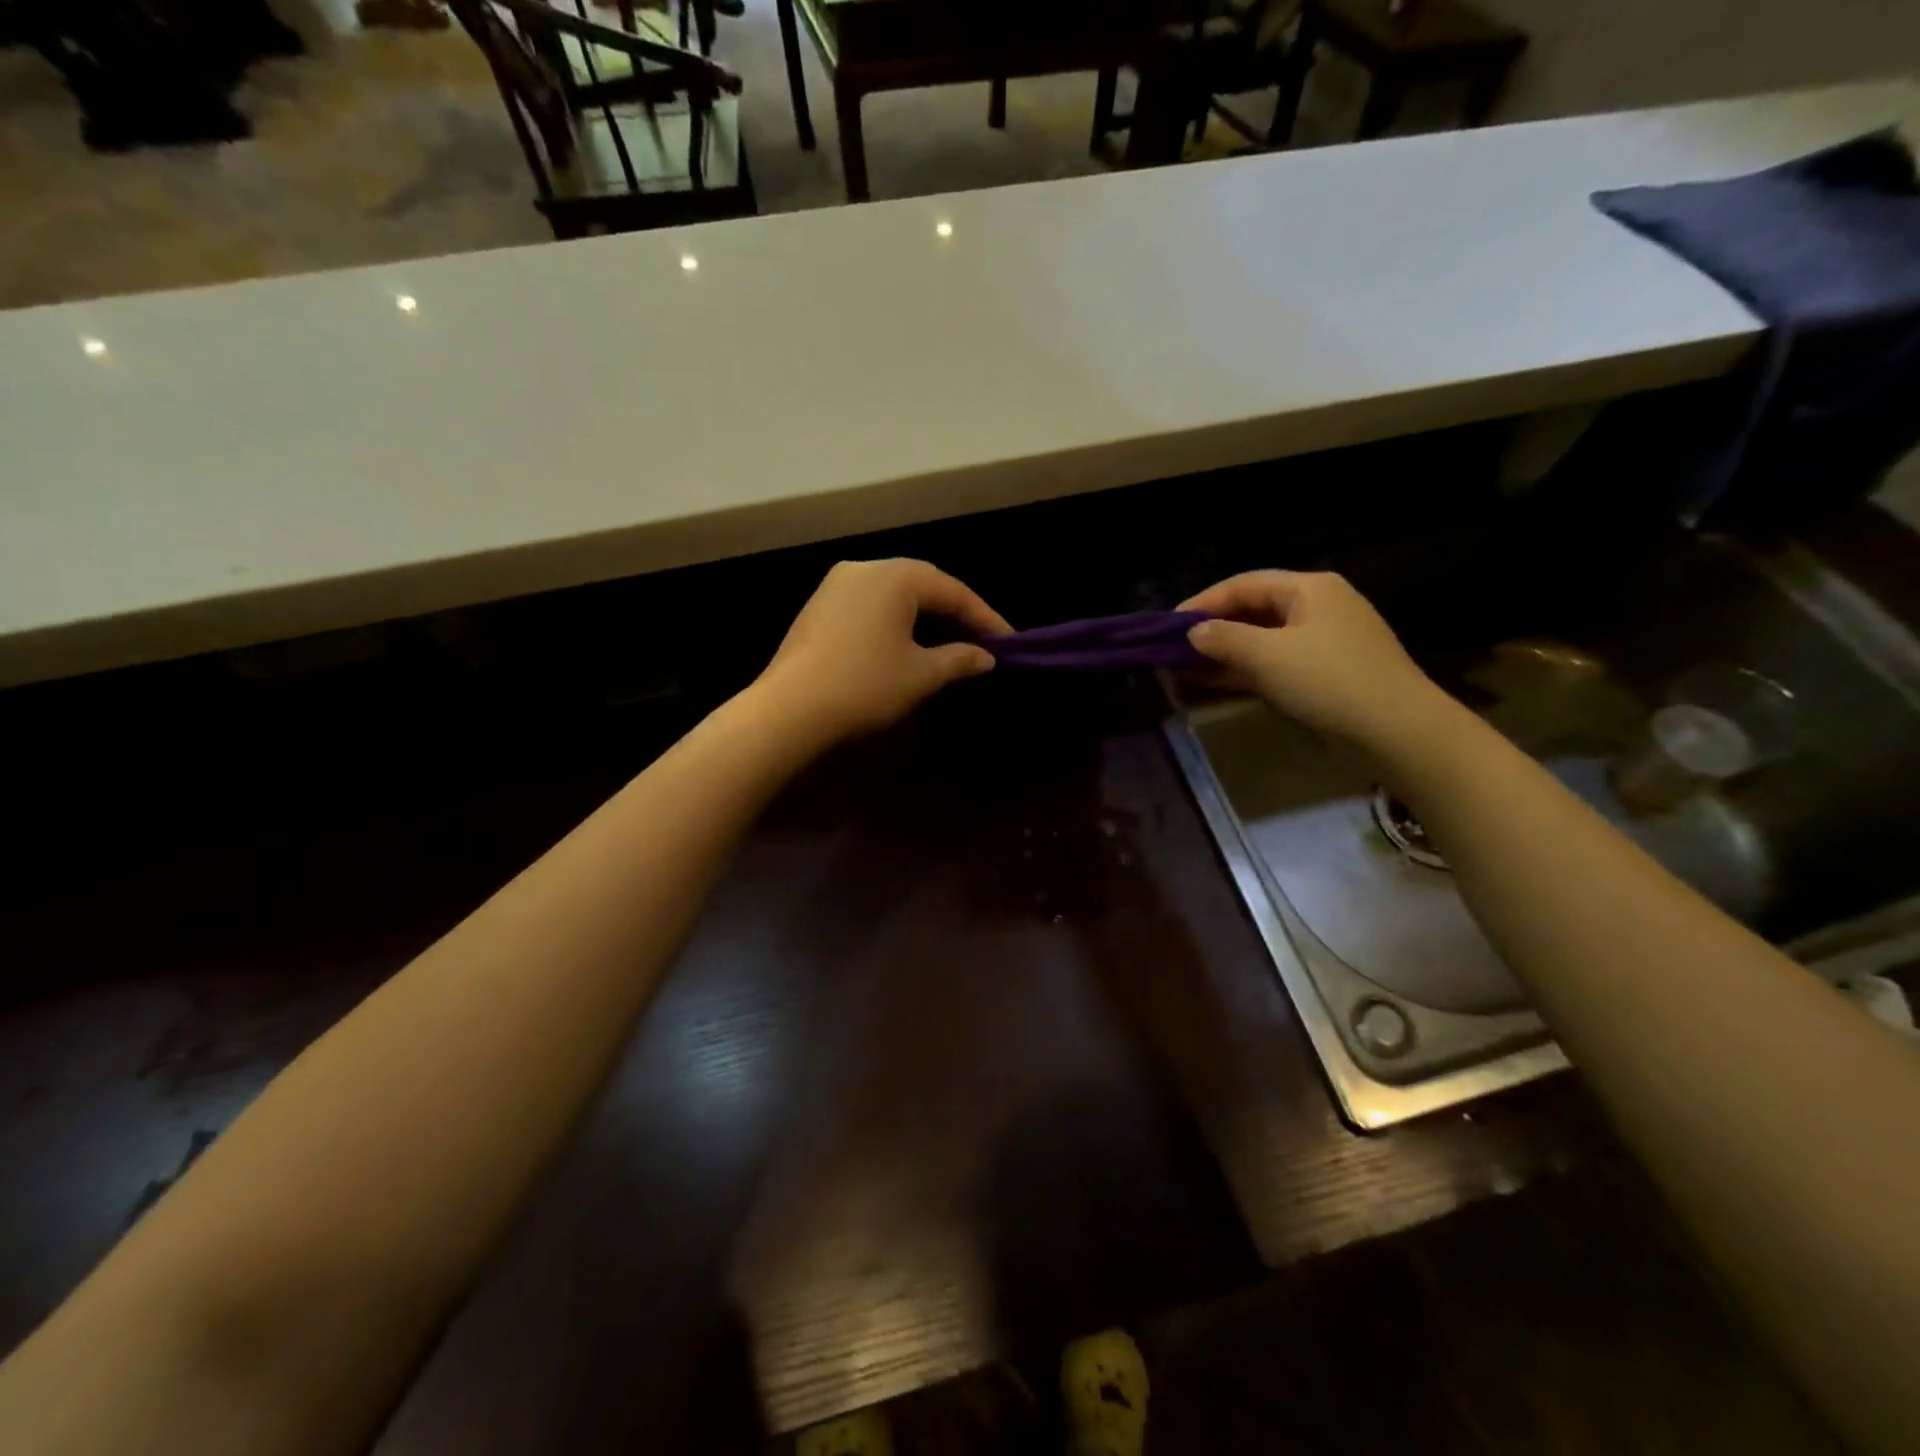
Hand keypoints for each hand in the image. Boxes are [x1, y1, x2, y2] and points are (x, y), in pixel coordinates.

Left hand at [753, 559, 1010, 747]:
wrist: (788, 711)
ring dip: (925, 617)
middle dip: (955, 612)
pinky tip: (908, 646)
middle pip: (922, 585)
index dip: (985, 617)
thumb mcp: (921, 674)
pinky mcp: (818, 610)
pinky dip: (896, 623)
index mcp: (893, 575)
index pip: (952, 590)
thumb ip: (959, 659)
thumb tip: (985, 657)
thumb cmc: (864, 685)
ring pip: (894, 595)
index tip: (1009, 642)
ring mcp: (835, 587)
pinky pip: (870, 607)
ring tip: (951, 642)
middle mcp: (863, 569)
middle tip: (983, 639)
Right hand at [1181, 571, 1450, 749]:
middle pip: (1253, 610)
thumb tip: (1192, 632)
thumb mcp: (1268, 656)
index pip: (1243, 584)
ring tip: (1185, 670)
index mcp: (1309, 588)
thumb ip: (1224, 639)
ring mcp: (1323, 641)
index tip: (1167, 626)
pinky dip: (1245, 671)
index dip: (1202, 602)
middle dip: (1212, 630)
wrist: (1397, 730)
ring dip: (1224, 654)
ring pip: (1262, 639)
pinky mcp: (1325, 672)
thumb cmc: (1330, 681)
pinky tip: (1215, 683)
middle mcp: (1317, 606)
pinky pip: (1275, 663)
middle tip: (1173, 650)